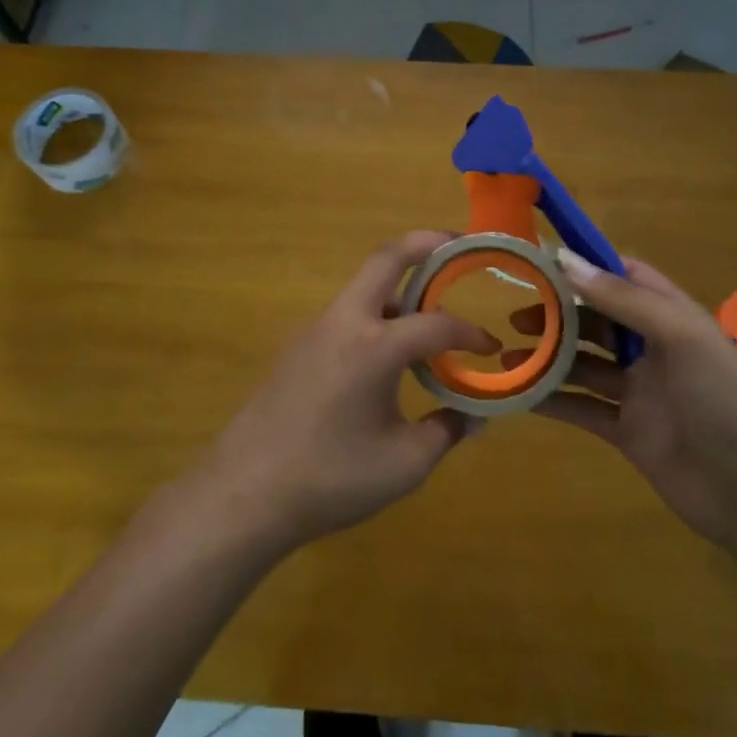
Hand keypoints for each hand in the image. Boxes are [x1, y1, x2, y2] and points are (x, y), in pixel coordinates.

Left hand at [195, 231, 497, 551]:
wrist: (245, 493)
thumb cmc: (331, 478)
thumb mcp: (405, 463)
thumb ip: (446, 431)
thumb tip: (475, 416)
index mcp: (375, 346)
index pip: (438, 323)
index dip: (471, 333)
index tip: (491, 349)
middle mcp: (345, 322)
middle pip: (387, 258)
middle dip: (427, 243)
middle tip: (459, 245)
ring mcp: (315, 330)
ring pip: (364, 286)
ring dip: (400, 284)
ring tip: (431, 308)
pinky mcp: (299, 347)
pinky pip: (347, 314)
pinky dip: (377, 314)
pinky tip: (389, 353)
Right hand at [509, 251, 736, 546]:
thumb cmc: (723, 401)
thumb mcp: (681, 336)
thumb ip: (624, 299)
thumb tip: (565, 260)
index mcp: (672, 317)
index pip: (625, 277)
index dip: (587, 266)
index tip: (541, 262)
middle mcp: (653, 349)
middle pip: (596, 320)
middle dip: (557, 315)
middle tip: (516, 317)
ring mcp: (638, 392)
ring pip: (584, 364)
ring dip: (548, 357)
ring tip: (507, 355)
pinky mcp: (626, 431)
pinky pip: (582, 408)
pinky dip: (552, 400)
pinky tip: (520, 395)